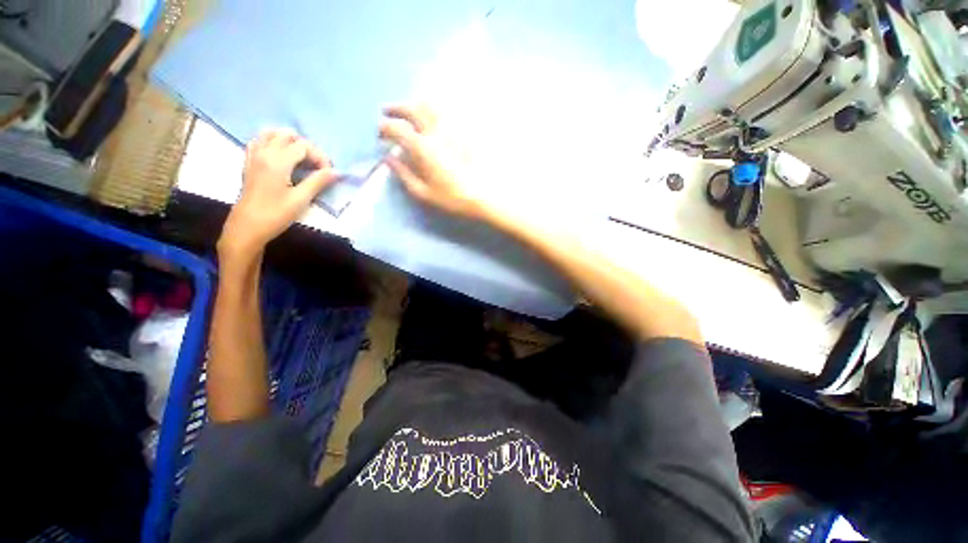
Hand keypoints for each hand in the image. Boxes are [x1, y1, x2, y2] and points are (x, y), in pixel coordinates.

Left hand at [219, 129, 336, 260]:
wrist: (247, 227)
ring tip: (300, 158)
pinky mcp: (248, 163)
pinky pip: (259, 141)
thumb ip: (318, 182)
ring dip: (288, 141)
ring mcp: (253, 156)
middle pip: (287, 135)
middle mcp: (264, 153)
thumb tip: (335, 172)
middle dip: (306, 147)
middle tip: (316, 166)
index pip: (303, 146)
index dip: (320, 157)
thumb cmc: (276, 214)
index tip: (328, 173)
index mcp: (277, 161)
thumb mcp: (301, 199)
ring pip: (271, 133)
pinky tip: (281, 156)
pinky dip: (272, 143)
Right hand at [379, 104, 488, 220]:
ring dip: (415, 104)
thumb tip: (388, 159)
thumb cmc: (451, 198)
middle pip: (413, 109)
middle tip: (387, 111)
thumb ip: (403, 174)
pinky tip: (432, 118)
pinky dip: (434, 110)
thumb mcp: (423, 192)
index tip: (380, 134)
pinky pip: (447, 113)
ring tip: (409, 111)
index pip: (397, 129)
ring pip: (431, 106)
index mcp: (423, 148)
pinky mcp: (464, 133)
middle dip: (396, 108)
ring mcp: (452, 130)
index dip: (384, 128)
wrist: (482, 197)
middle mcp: (435, 133)